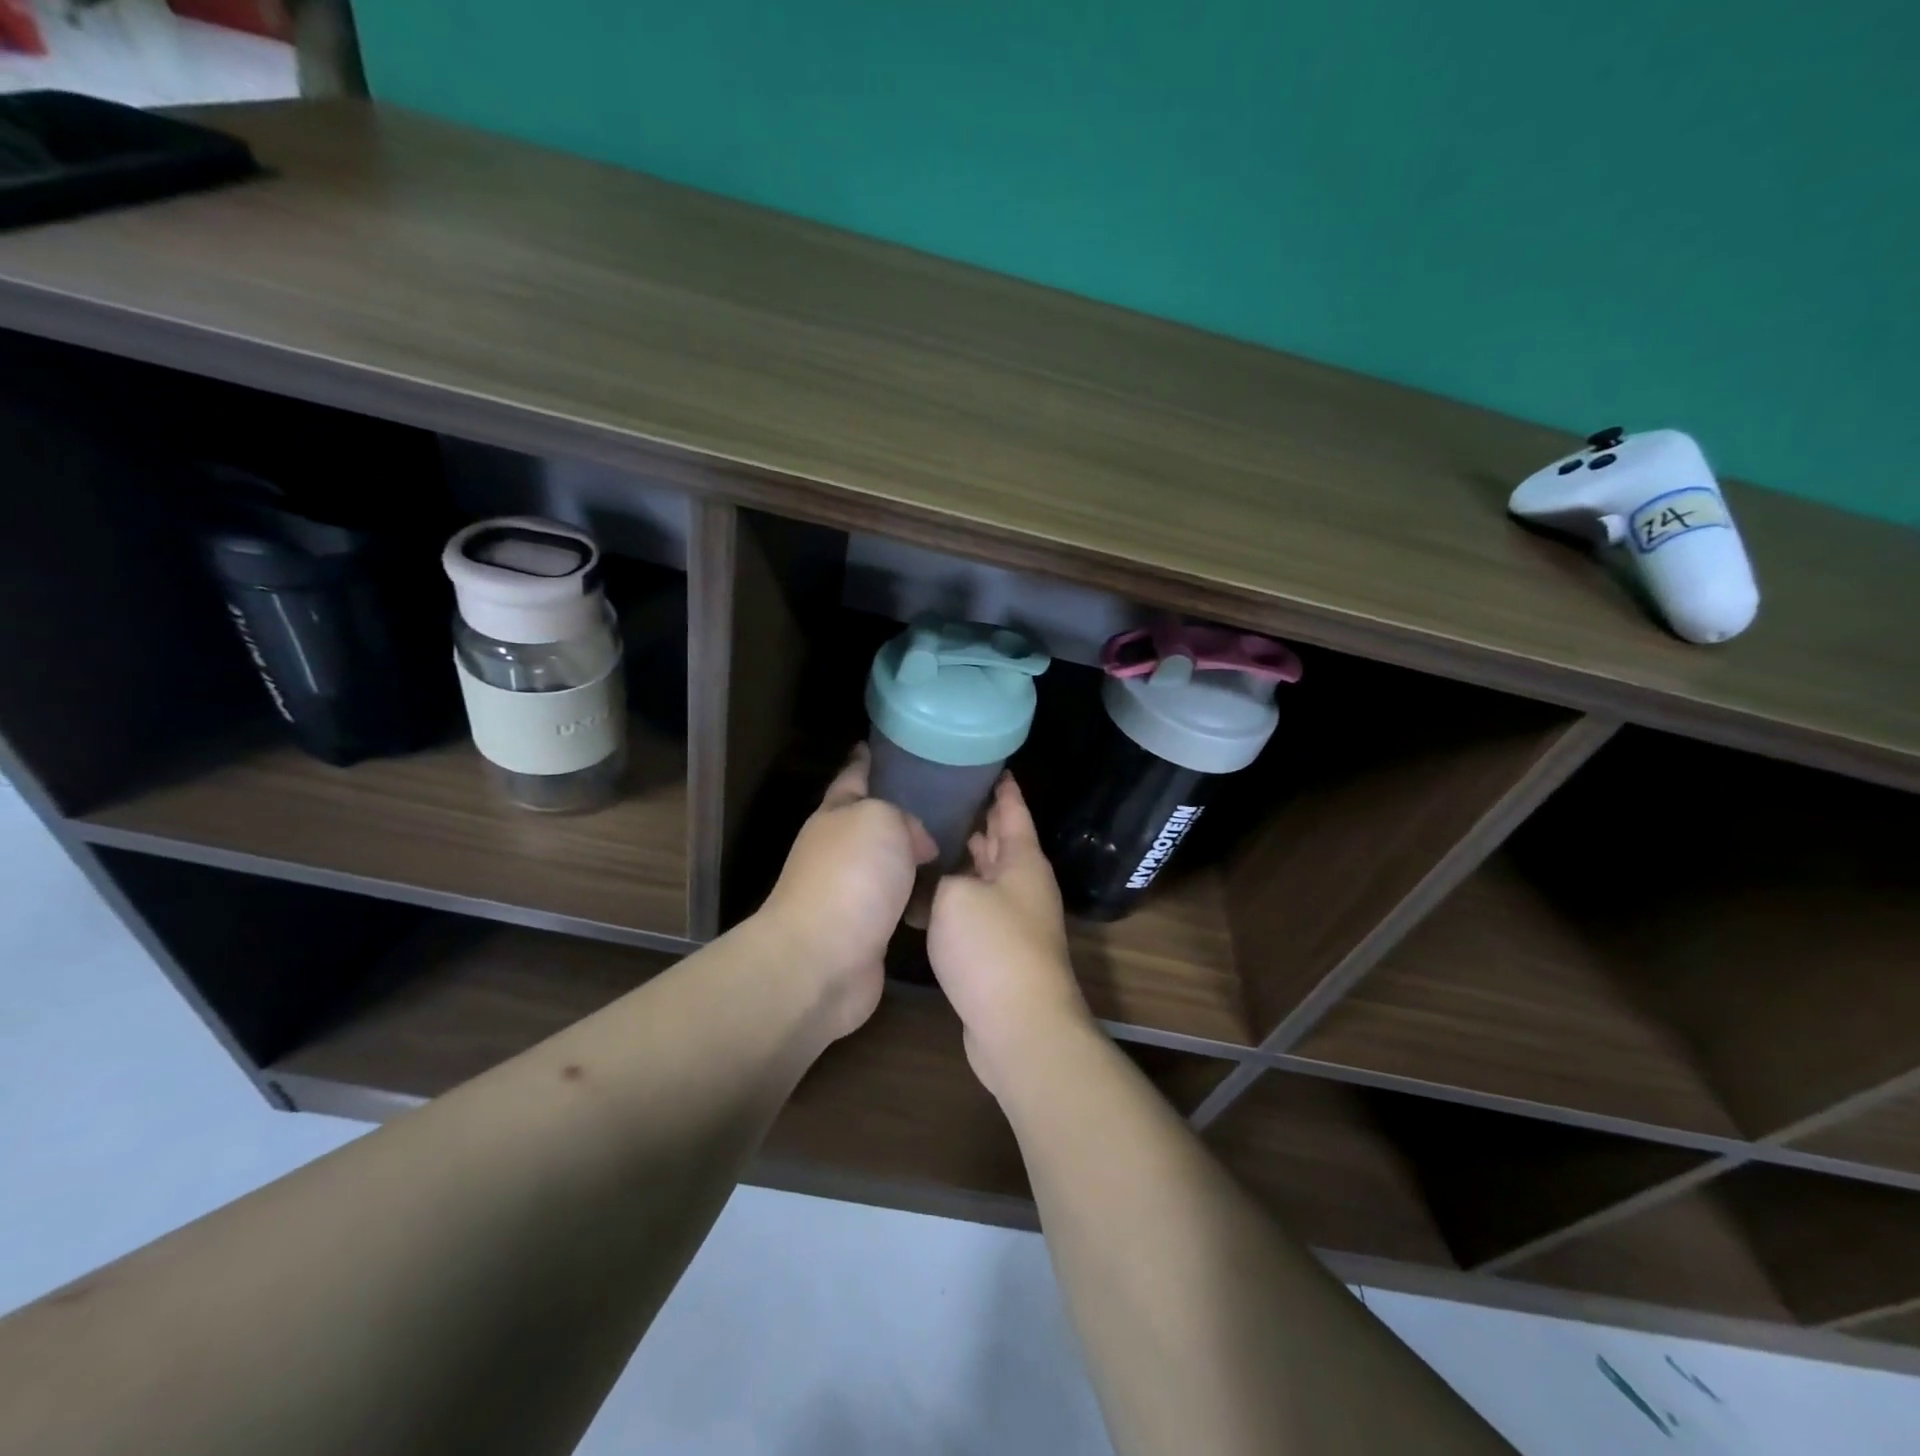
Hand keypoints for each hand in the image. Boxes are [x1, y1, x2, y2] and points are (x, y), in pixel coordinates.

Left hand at [757, 744, 936, 1039]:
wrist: (823, 959)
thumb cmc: (851, 876)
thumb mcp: (882, 819)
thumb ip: (905, 817)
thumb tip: (918, 845)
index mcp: (836, 814)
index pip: (854, 776)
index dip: (868, 759)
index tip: (888, 745)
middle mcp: (840, 849)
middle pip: (875, 821)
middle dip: (905, 810)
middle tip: (950, 799)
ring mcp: (851, 891)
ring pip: (892, 863)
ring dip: (917, 857)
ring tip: (961, 845)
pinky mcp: (868, 929)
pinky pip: (902, 900)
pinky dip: (921, 895)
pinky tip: (948, 892)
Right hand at [926, 774, 1093, 1096]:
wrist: (1019, 1026)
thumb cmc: (991, 947)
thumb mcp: (956, 896)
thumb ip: (943, 875)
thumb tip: (938, 876)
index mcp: (1022, 860)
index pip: (1013, 809)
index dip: (1001, 786)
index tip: (988, 764)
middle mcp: (1024, 884)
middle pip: (1001, 840)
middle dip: (979, 817)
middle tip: (945, 793)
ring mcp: (1015, 919)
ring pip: (987, 875)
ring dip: (965, 857)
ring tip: (930, 834)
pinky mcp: (1001, 949)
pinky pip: (977, 907)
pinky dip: (957, 894)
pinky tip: (929, 892)